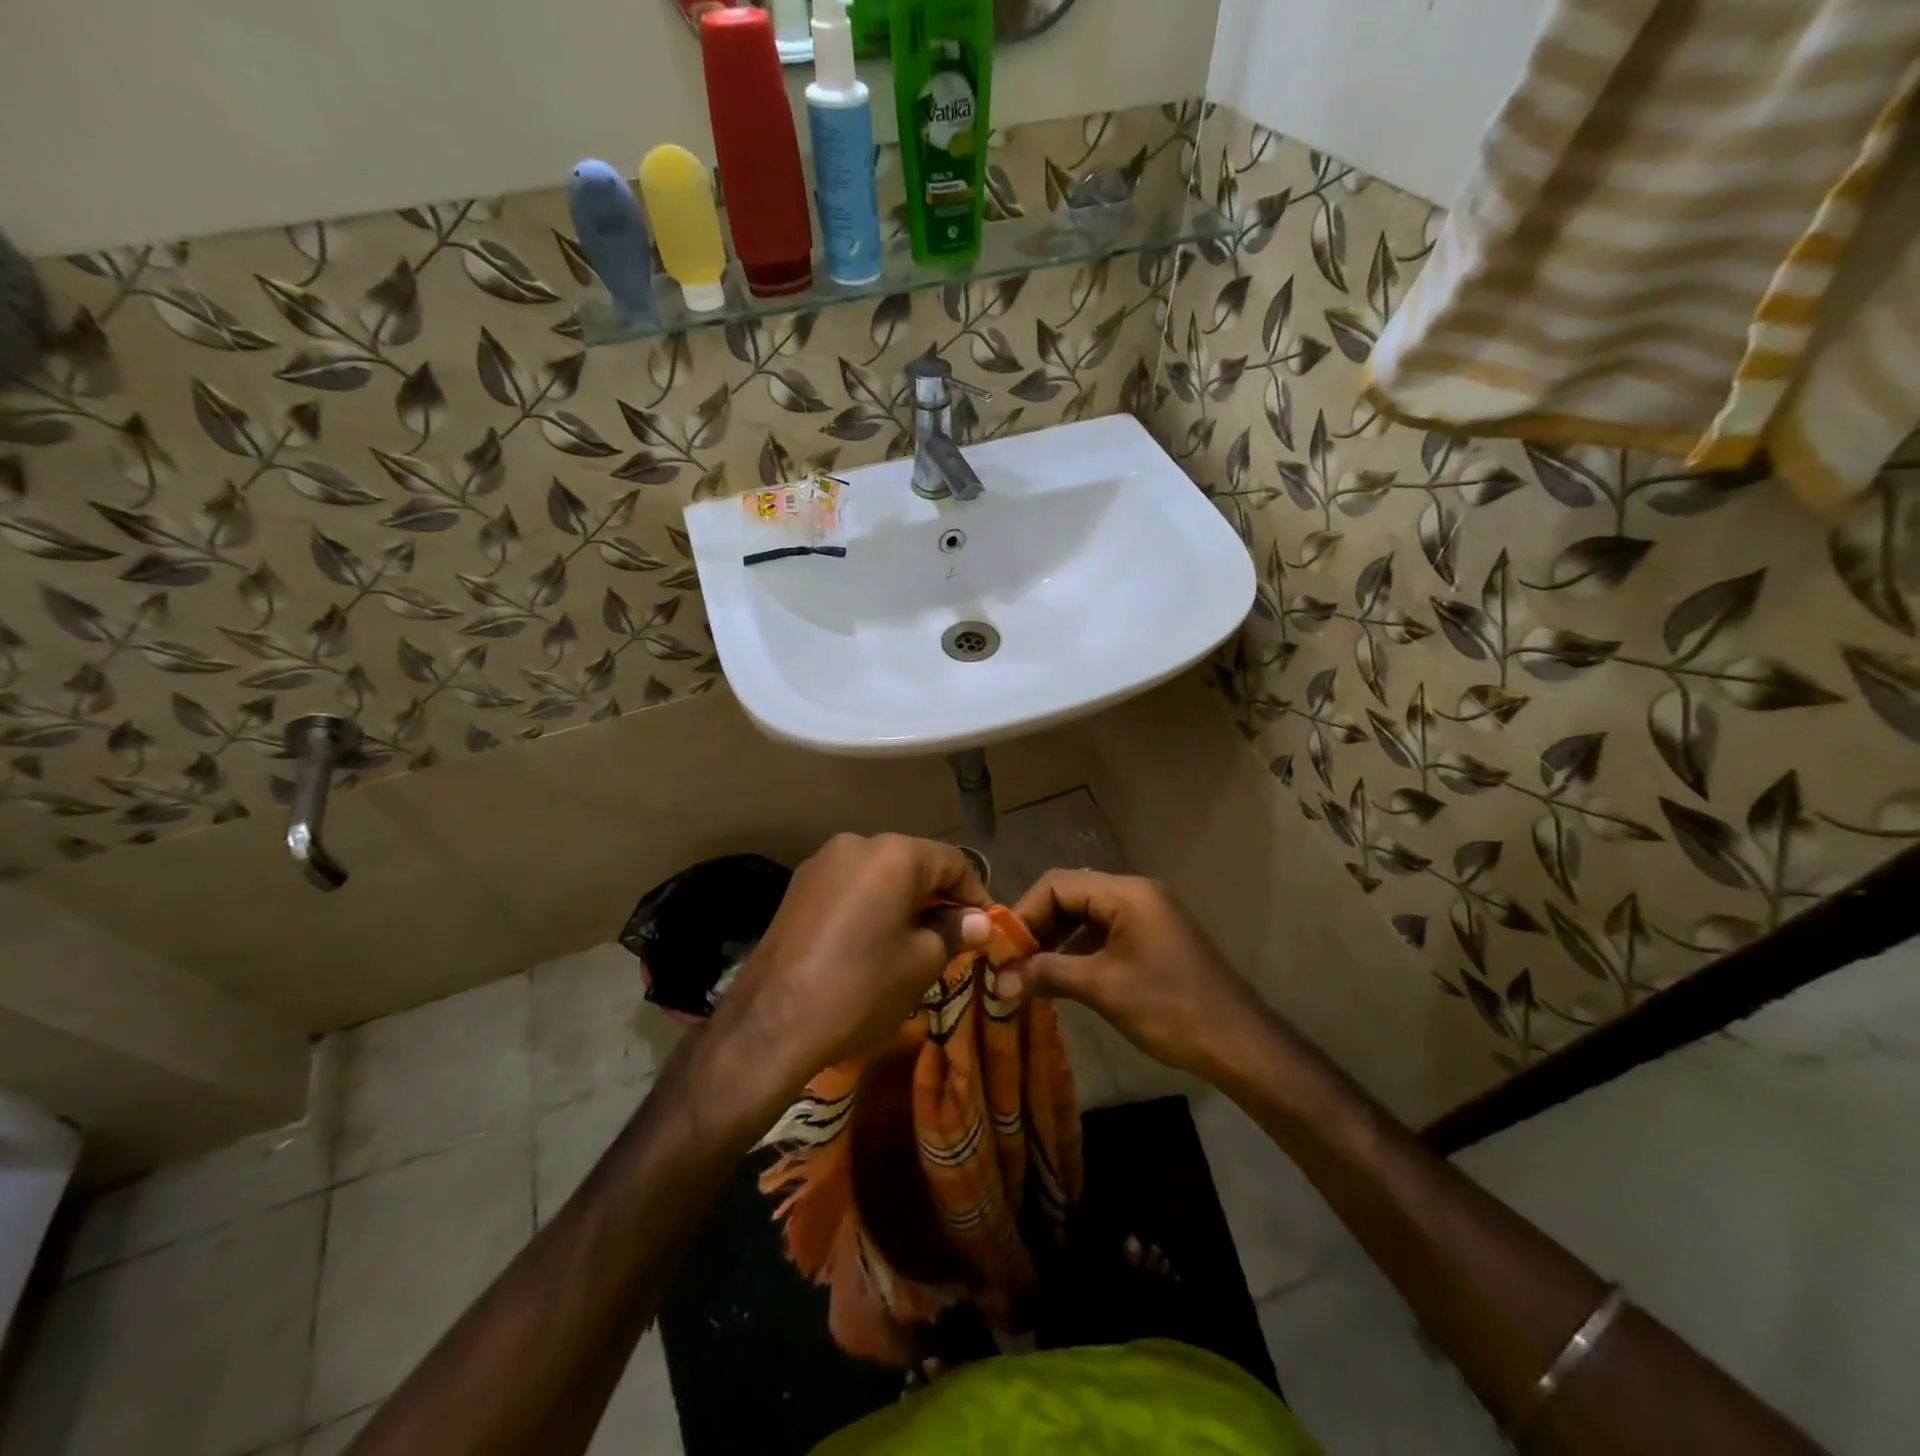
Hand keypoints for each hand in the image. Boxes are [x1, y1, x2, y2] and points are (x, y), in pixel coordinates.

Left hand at [700, 834, 990, 1122]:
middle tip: (954, 936)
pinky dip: (870, 906)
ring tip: (914, 941)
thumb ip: (954, 932)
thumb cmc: (861, 987)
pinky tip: (872, 941)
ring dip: (902, 901)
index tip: (987, 925)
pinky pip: (849, 887)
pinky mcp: (797, 887)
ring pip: (878, 875)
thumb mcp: (921, 963)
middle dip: (937, 897)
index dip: (975, 893)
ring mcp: (821, 863)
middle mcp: (856, 843)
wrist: (773, 1022)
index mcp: (894, 854)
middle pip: (913, 863)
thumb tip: (978, 922)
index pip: (952, 862)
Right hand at [1000, 870, 1267, 1079]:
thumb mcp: (1102, 988)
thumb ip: (1047, 974)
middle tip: (1011, 960)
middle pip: (1071, 895)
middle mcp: (1135, 893)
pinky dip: (1079, 949)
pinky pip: (1105, 931)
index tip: (1002, 947)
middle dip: (1038, 925)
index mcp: (1125, 893)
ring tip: (1030, 971)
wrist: (1238, 1042)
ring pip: (1086, 914)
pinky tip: (1061, 977)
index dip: (1025, 912)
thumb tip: (998, 980)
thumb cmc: (1169, 1007)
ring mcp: (1147, 914)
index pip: (1058, 884)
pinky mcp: (1153, 937)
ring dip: (1056, 939)